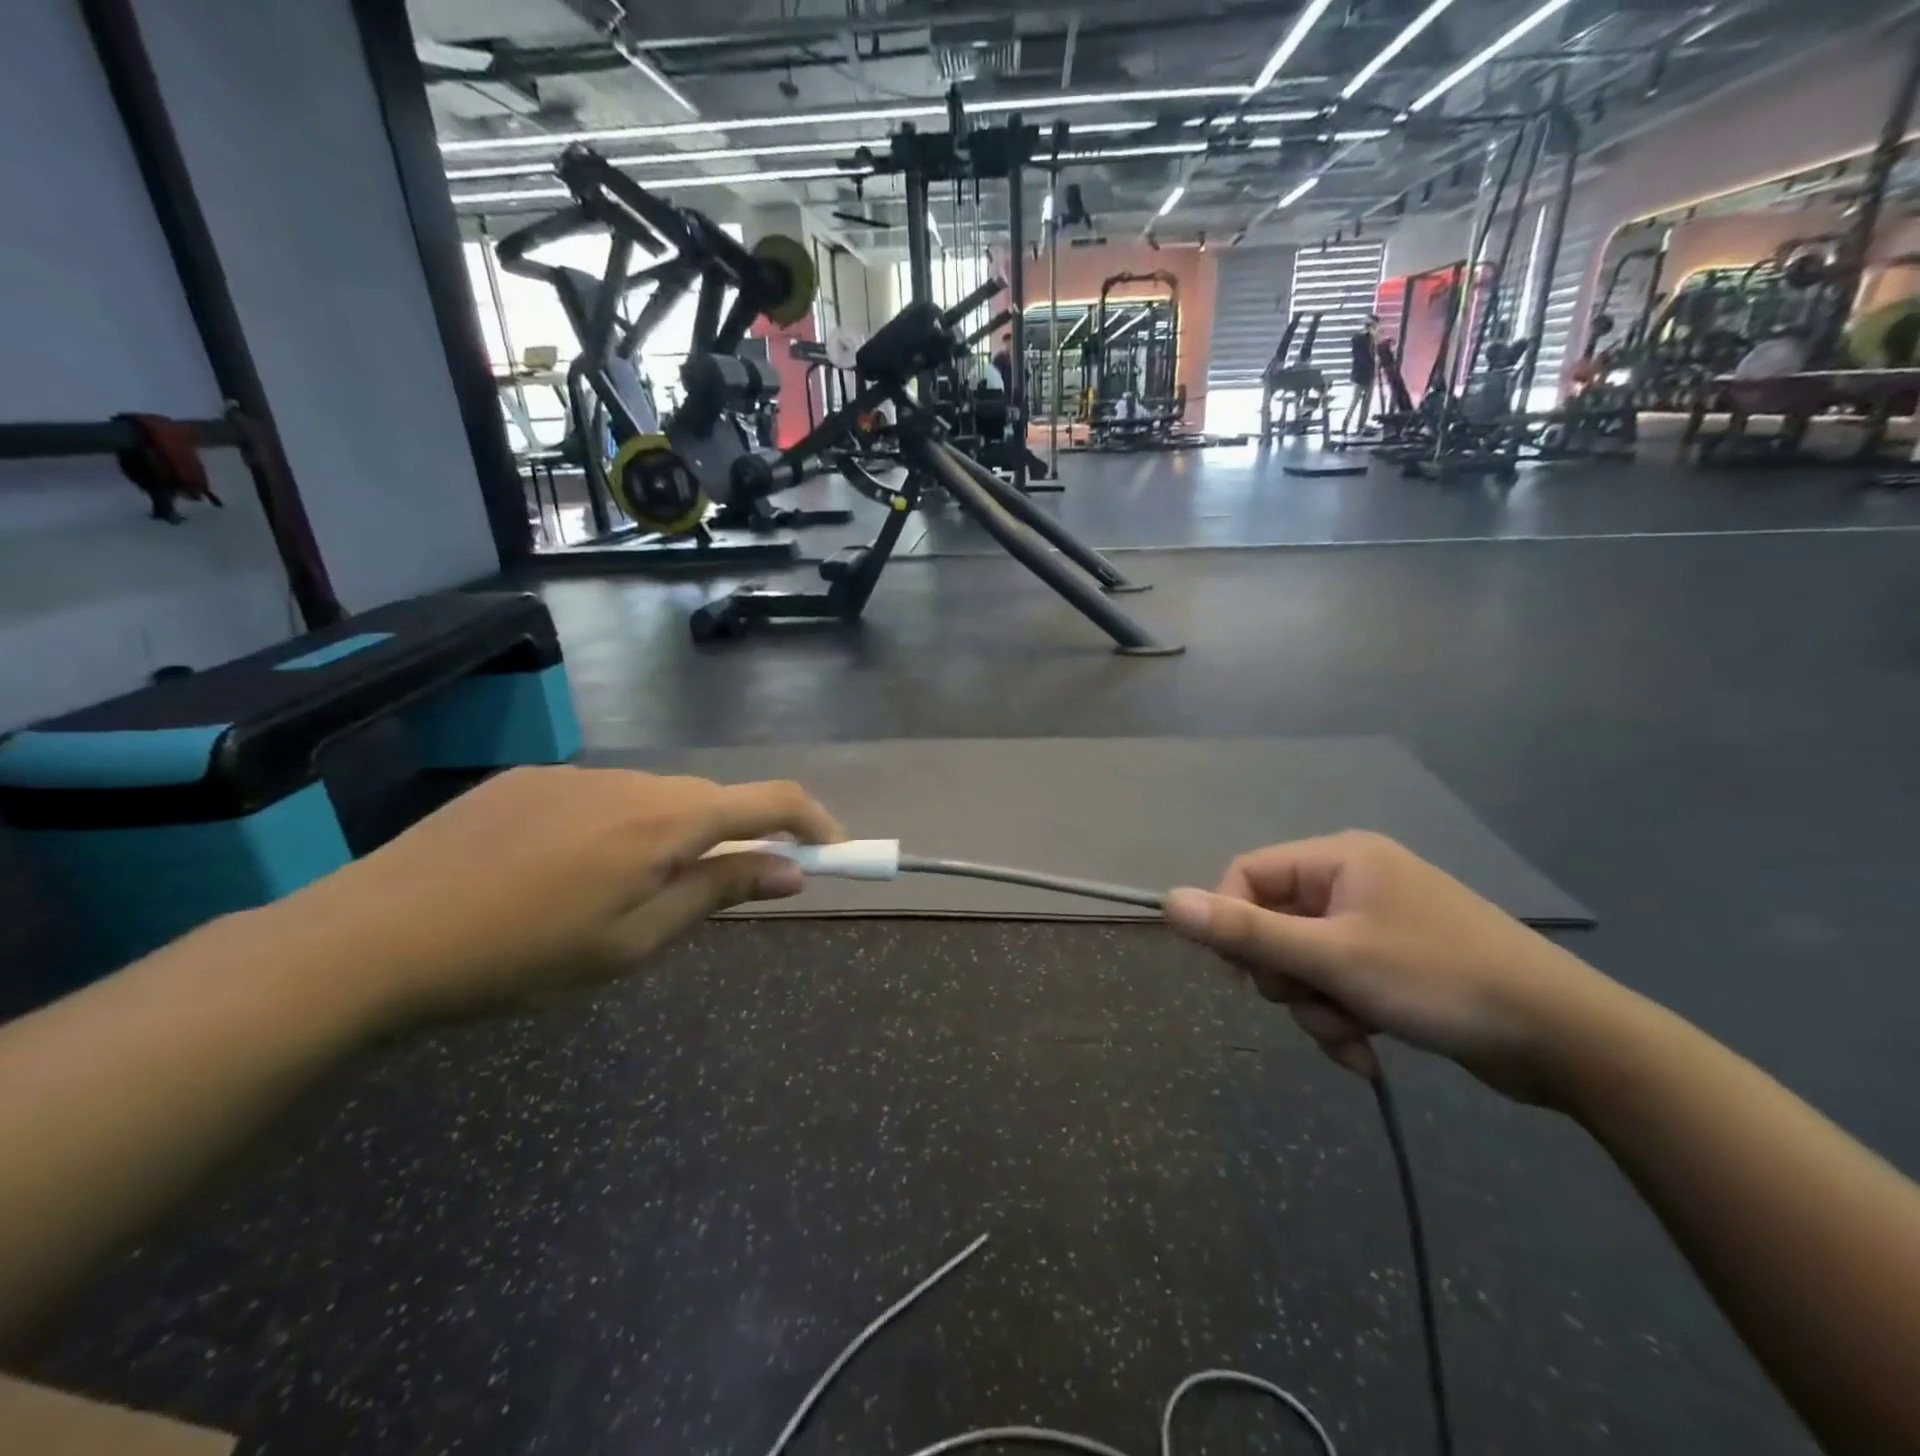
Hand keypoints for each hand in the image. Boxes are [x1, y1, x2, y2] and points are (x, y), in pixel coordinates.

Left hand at [270, 767, 842, 1022]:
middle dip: (738, 837)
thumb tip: (791, 869)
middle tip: (730, 890)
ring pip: (655, 798)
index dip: (813, 820)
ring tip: (631, 895)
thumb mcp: (634, 942)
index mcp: (665, 821)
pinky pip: (602, 797)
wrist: (370, 940)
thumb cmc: (521, 957)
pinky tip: (568, 874)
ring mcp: (575, 774)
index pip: (769, 801)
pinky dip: (619, 828)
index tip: (834, 851)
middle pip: (712, 799)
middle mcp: (631, 781)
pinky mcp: (529, 779)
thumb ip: (718, 892)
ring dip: (673, 836)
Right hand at [1164, 832, 1623, 1103]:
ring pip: (1303, 962)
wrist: (1570, 1042)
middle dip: (1285, 977)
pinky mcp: (1394, 962)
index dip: (1233, 924)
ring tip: (1350, 1039)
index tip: (1245, 975)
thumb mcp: (1334, 959)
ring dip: (1313, 1007)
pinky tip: (1366, 1055)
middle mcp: (1353, 881)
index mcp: (1338, 859)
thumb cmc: (1441, 981)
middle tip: (1311, 1004)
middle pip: (1273, 923)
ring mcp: (1376, 922)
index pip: (1247, 875)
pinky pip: (1337, 984)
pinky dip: (1341, 1018)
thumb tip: (1169, 901)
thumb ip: (1247, 931)